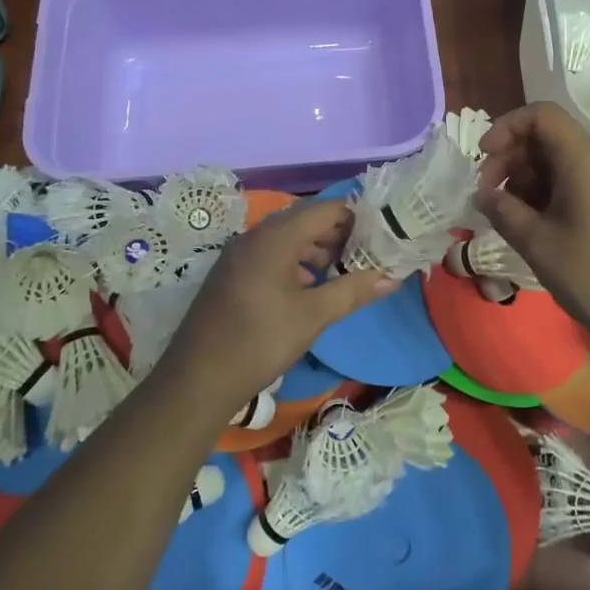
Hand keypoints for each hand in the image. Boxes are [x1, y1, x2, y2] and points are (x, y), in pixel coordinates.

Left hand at [156, 198, 396, 417]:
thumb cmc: (260, 341)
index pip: (325, 210)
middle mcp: (254, 236)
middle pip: (304, 220)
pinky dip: (293, 262)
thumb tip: (392, 277)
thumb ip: (353, 291)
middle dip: (337, 234)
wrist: (197, 380)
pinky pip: (269, 254)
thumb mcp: (313, 316)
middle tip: (366, 254)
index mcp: (275, 237)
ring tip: (341, 272)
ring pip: (286, 238)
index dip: (355, 218)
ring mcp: (238, 254)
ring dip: (315, 249)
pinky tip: (307, 288)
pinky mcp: (230, 273)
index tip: (380, 235)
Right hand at [475, 102, 589, 353]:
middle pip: (548, 138)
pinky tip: (534, 229)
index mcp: (583, 160)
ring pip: (559, 164)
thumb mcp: (539, 244)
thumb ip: (503, 212)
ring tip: (508, 218)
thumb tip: (483, 194)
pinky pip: (575, 186)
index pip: (541, 115)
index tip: (483, 161)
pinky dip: (547, 197)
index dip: (506, 127)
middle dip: (511, 159)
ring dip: (526, 182)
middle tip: (489, 198)